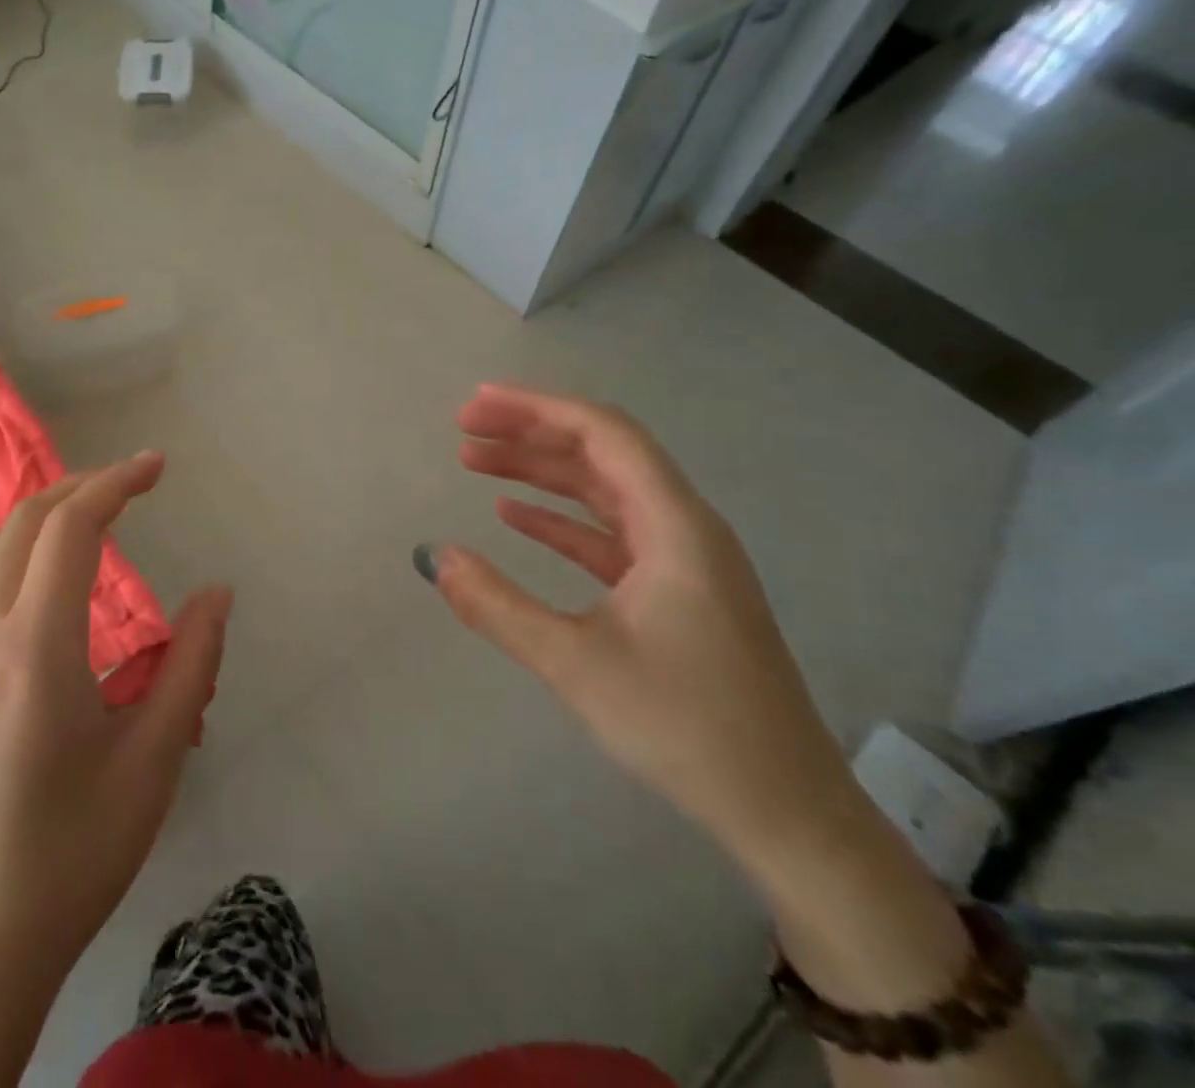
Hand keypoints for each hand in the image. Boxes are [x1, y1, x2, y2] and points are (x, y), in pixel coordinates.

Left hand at [0, 452, 231, 1012]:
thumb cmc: (74, 853)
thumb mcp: (153, 759)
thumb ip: (192, 663)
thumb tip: (218, 593)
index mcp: (34, 649)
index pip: (70, 528)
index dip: (116, 482)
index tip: (158, 466)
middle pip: (24, 521)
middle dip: (83, 485)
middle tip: (136, 483)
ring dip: (49, 514)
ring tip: (102, 515)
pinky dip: (23, 549)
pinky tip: (57, 578)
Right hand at [418, 385, 862, 876]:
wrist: (785, 812)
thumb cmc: (687, 727)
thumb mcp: (577, 664)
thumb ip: (497, 606)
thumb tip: (434, 557)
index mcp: (675, 526)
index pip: (604, 434)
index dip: (537, 408)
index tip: (476, 406)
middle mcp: (684, 528)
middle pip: (600, 454)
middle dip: (530, 433)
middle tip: (463, 429)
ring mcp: (681, 561)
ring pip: (601, 492)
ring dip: (539, 472)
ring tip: (475, 462)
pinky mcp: (674, 592)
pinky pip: (607, 534)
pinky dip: (559, 518)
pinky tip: (514, 516)